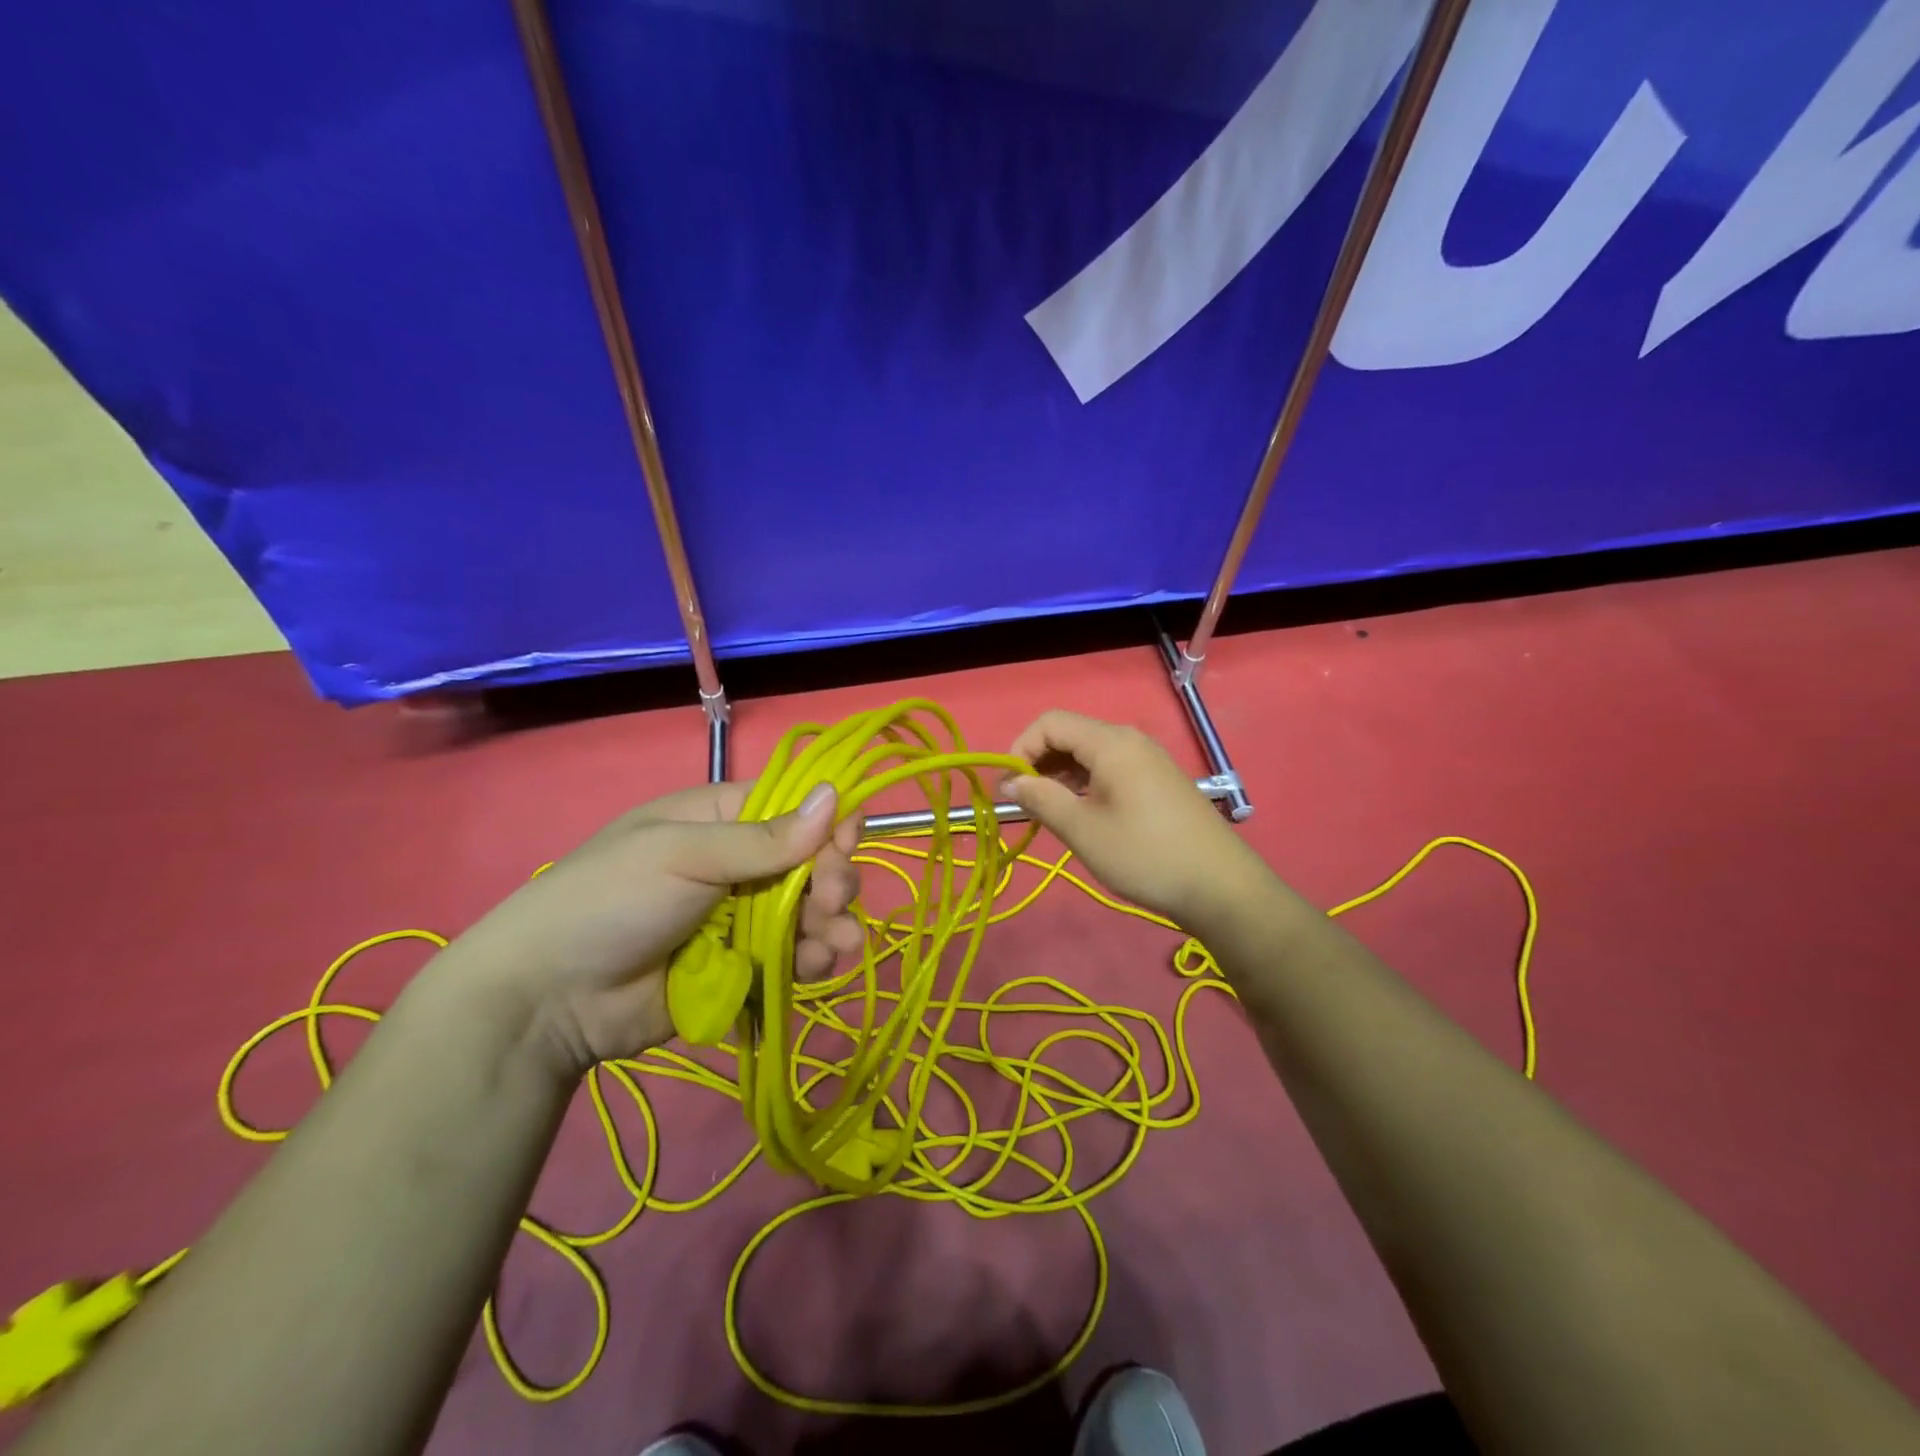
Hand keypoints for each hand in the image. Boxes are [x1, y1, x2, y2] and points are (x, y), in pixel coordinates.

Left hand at [432, 781, 863, 1076]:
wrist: (549, 999)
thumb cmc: (611, 900)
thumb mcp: (683, 855)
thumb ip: (764, 838)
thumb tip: (834, 795)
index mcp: (721, 819)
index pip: (795, 809)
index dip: (828, 824)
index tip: (845, 846)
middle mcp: (739, 864)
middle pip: (812, 863)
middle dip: (832, 882)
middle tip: (829, 904)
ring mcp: (742, 919)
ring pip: (809, 913)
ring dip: (831, 925)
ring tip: (834, 946)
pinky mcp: (742, 968)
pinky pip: (792, 957)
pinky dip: (813, 960)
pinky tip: (818, 967)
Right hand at [1002, 710, 1265, 925]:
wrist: (1220, 887)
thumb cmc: (1145, 855)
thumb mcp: (1083, 830)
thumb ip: (1041, 799)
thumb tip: (1009, 782)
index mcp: (1111, 743)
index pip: (1050, 723)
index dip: (1020, 748)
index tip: (1006, 787)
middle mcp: (1130, 741)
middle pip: (1070, 735)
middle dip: (1038, 762)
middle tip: (1021, 802)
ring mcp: (1147, 760)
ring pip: (1089, 754)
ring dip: (1059, 775)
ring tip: (1045, 811)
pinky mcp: (1157, 781)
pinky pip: (1109, 769)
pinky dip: (1084, 783)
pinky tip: (1079, 813)